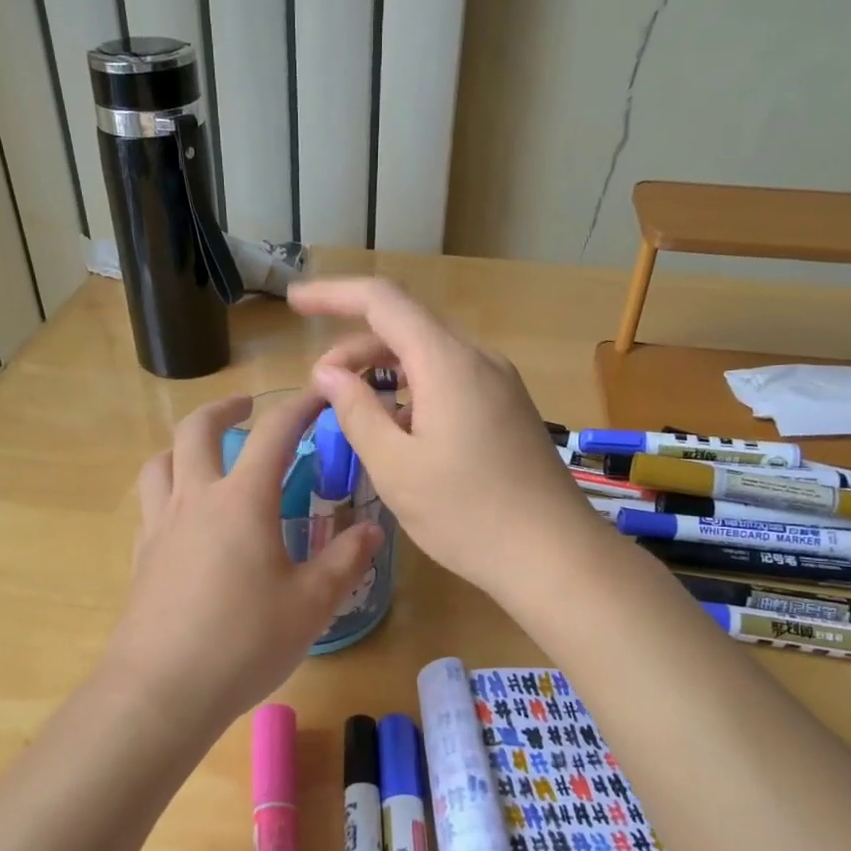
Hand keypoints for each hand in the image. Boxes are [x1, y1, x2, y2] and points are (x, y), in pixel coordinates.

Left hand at [103, 391, 382, 734]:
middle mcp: (196, 499)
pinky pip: (151, 504)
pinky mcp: (141, 557)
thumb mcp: (311, 604)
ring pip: (161, 462)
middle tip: (245, 408)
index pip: (274, 433)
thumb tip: (370, 530)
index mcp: (242, 500)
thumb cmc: (243, 642)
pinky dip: (169, 490)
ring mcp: (161, 526)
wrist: (160, 691)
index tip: (319, 393)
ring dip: (184, 445)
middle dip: (224, 409)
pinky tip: (187, 518)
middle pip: (197, 430)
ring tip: (206, 455)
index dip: (299, 405)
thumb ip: (344, 561)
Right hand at [288, 277, 599, 598]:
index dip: (333, 294)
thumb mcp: (396, 467)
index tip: (294, 303)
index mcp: (447, 362)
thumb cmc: (468, 514)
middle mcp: (477, 359)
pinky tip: (400, 431)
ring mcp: (499, 383)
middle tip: (320, 386)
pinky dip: (414, 390)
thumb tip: (329, 374)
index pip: (382, 301)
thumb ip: (356, 412)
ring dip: (384, 371)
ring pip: (429, 355)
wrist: (556, 555)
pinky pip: (451, 380)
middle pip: (406, 327)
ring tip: (353, 410)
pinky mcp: (507, 408)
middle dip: (355, 347)